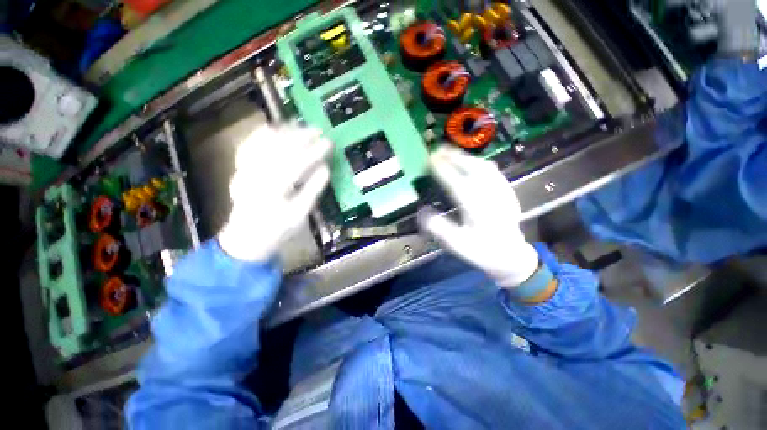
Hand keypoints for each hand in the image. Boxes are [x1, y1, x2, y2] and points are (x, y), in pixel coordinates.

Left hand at [218, 125, 331, 261]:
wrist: (248, 235)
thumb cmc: (279, 228)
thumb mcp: (300, 214)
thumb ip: (313, 190)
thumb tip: (325, 167)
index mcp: (272, 191)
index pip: (296, 164)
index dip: (314, 152)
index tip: (329, 143)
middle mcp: (255, 176)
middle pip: (278, 149)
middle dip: (300, 137)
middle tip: (318, 130)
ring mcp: (244, 170)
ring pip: (263, 143)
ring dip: (283, 131)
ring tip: (301, 126)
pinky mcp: (240, 168)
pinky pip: (250, 144)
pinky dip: (264, 134)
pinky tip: (277, 128)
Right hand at [419, 147, 538, 286]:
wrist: (511, 256)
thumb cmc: (482, 251)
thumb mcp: (458, 245)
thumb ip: (440, 228)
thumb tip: (422, 211)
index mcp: (476, 208)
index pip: (456, 182)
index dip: (442, 169)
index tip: (430, 159)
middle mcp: (490, 195)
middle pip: (472, 168)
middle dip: (454, 156)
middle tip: (438, 150)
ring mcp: (501, 191)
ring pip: (484, 166)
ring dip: (466, 156)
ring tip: (452, 153)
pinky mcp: (507, 192)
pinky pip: (493, 170)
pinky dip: (479, 162)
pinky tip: (472, 162)